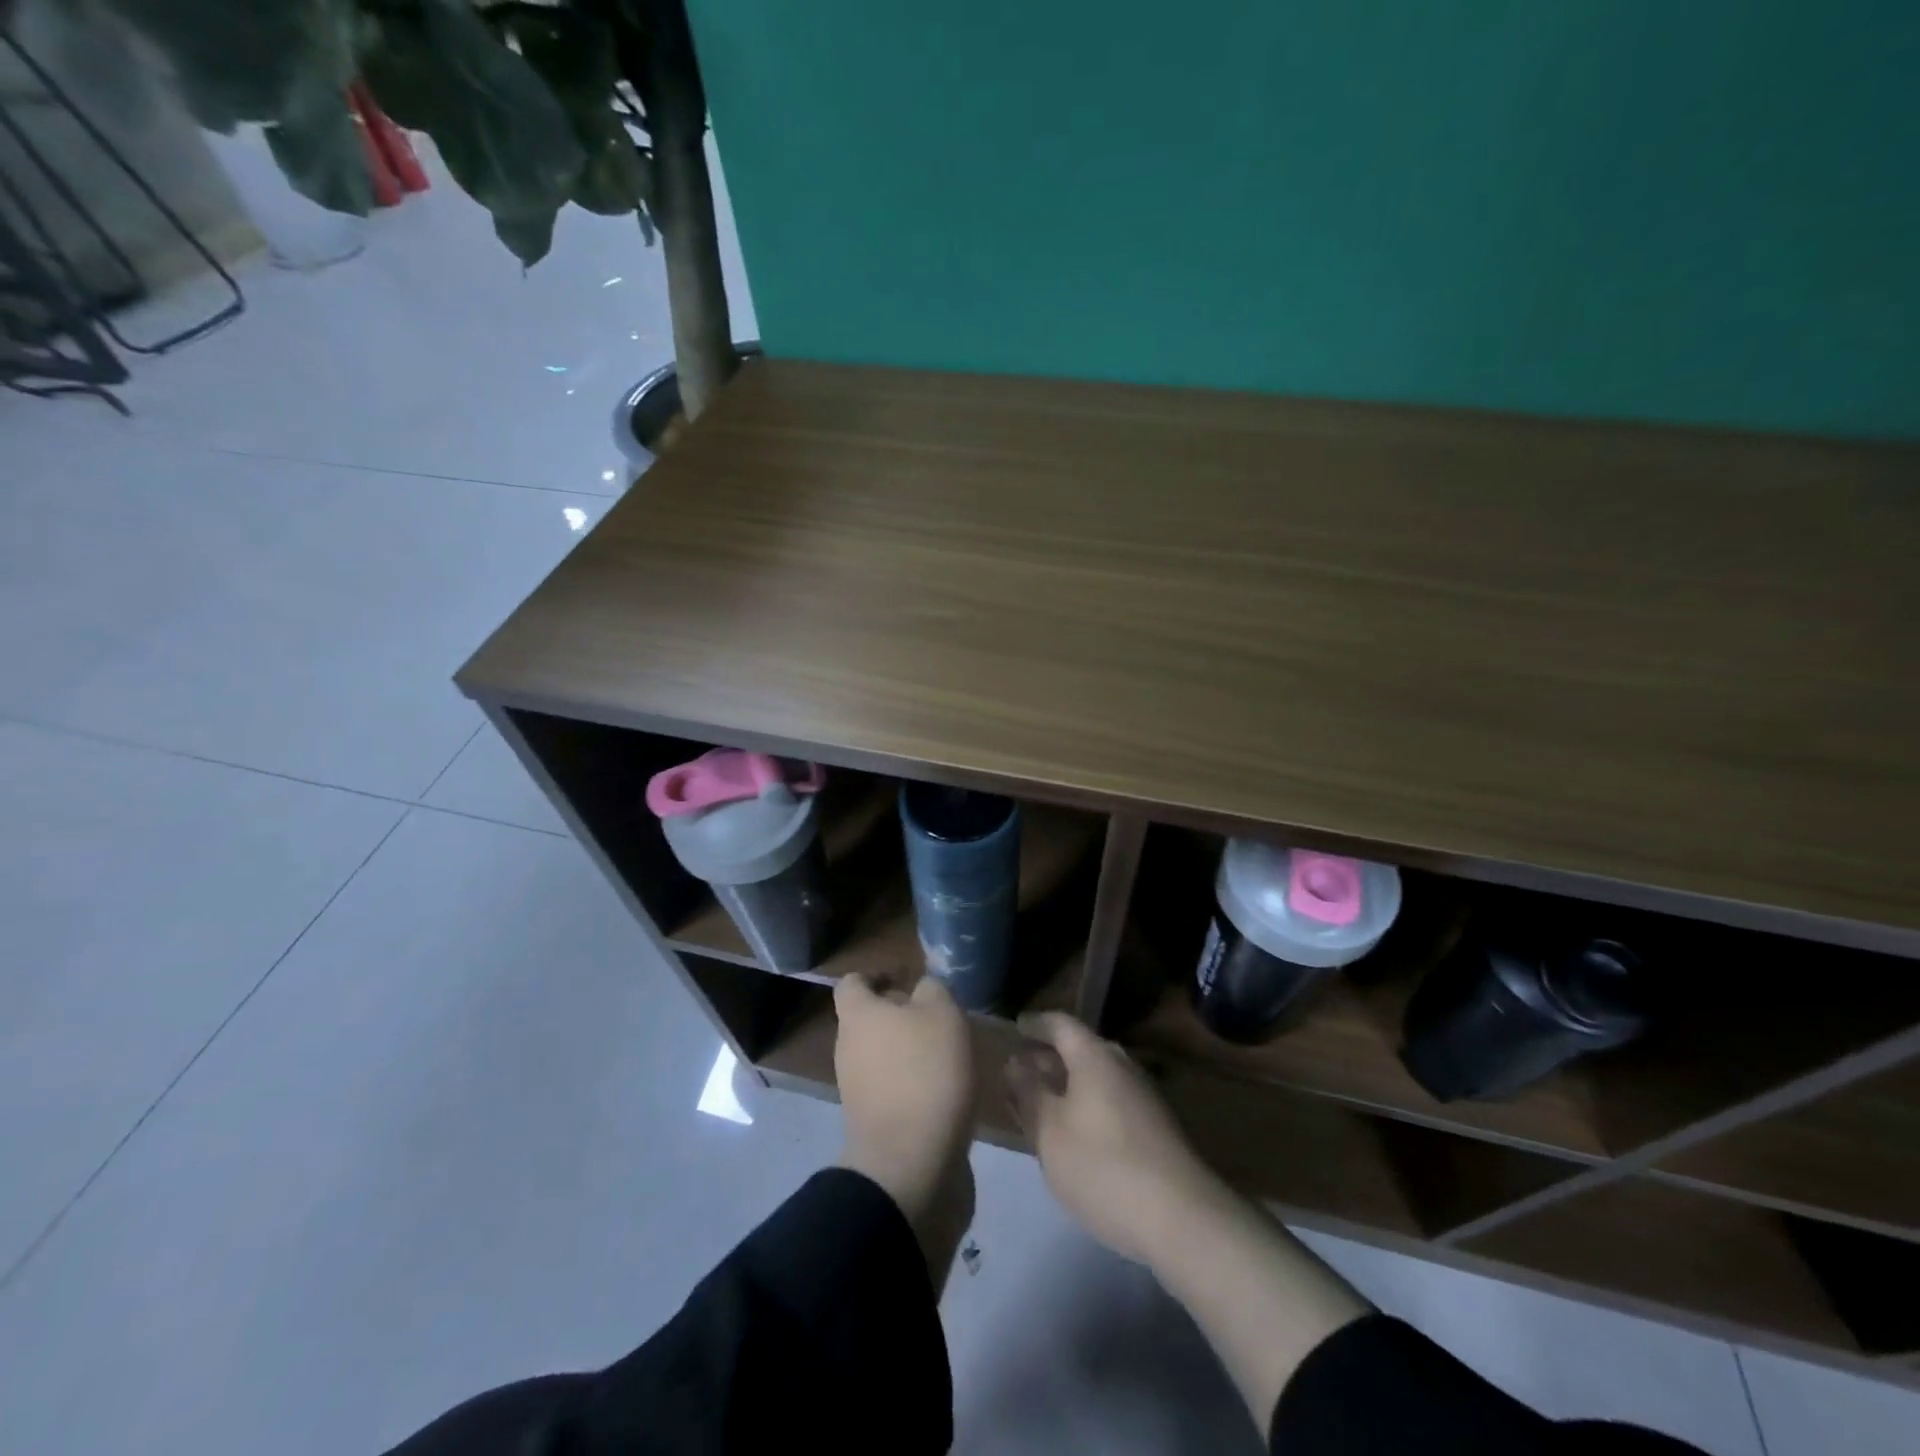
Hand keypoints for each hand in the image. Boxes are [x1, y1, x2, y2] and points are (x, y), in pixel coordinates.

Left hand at [834, 974, 975, 1279]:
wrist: (911, 1165)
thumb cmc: (925, 1073)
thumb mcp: (942, 1013)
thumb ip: (932, 989)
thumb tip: (922, 989)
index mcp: (858, 1016)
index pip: (853, 983)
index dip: (878, 976)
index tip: (909, 979)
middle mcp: (848, 1048)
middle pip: (870, 1020)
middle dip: (901, 1016)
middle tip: (940, 1018)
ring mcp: (857, 1090)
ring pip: (883, 1056)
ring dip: (911, 1052)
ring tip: (950, 1055)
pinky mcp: (874, 1123)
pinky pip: (893, 1090)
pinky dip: (915, 1085)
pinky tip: (947, 1090)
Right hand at [1004, 1011, 1224, 1264]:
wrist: (1182, 1219)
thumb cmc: (1102, 1166)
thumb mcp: (1049, 1131)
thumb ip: (1028, 1093)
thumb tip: (1016, 1062)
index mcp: (1094, 1056)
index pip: (1060, 1024)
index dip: (1036, 1023)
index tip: (1017, 1026)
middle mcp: (1122, 1065)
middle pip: (1082, 1048)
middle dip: (1051, 1056)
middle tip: (1024, 1068)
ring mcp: (1145, 1096)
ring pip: (1098, 1076)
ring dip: (1070, 1083)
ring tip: (1045, 1102)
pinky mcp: (1157, 1127)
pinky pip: (1113, 1099)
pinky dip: (1089, 1104)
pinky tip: (1077, 1132)